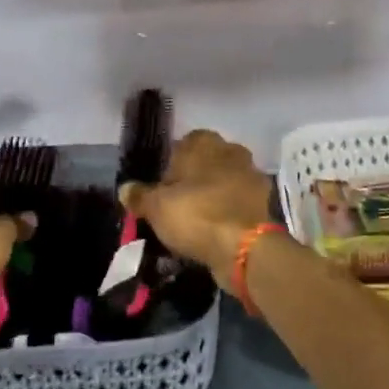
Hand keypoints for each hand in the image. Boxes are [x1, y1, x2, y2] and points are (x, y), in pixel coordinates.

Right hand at [120, 129, 272, 290]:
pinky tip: (216, 232)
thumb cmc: (196, 214)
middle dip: (193, 181)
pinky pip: (237, 203)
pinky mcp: (263, 200)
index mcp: (204, 142)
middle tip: (177, 207)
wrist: (245, 246)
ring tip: (195, 224)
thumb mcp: (157, 207)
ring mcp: (251, 174)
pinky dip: (228, 213)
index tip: (162, 190)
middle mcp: (231, 150)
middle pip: (205, 162)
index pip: (182, 144)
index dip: (170, 167)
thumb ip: (140, 196)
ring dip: (212, 196)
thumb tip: (125, 189)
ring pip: (223, 182)